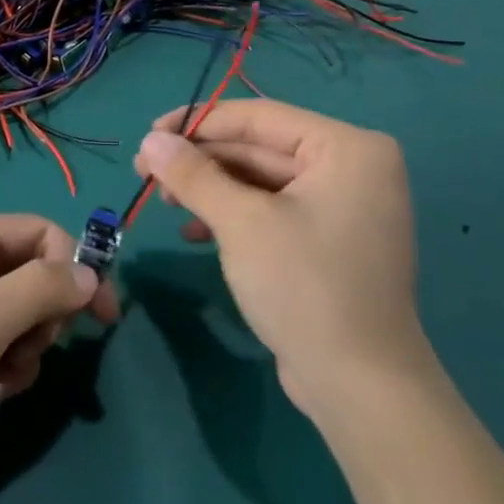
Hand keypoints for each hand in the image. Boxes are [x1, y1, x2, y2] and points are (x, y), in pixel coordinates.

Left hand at [0, 215, 120, 503]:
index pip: (38, 231)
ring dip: (29, 346)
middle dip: (45, 314)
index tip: (103, 315)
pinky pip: (5, 344)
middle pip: (33, 272)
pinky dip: (12, 366)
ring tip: (6, 375)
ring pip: (24, 313)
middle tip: (32, 347)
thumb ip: (40, 288)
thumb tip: (91, 273)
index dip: (74, 267)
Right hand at [133, 99, 427, 418]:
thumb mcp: (241, 222)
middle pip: (258, 148)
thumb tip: (151, 140)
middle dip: (200, 160)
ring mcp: (342, 207)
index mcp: (347, 149)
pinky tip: (193, 230)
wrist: (359, 386)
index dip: (198, 122)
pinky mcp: (328, 241)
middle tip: (144, 171)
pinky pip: (272, 210)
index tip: (148, 134)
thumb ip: (193, 174)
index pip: (259, 117)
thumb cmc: (304, 286)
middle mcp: (351, 168)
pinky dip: (232, 215)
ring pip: (260, 180)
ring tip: (161, 200)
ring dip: (210, 188)